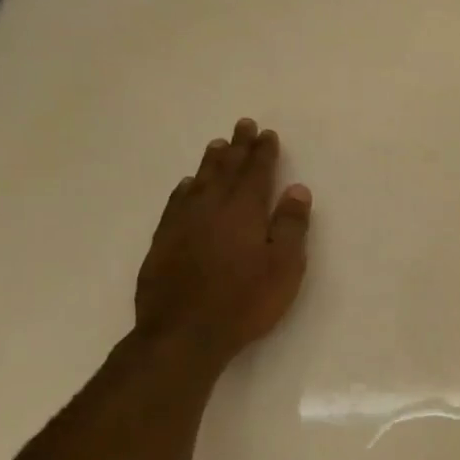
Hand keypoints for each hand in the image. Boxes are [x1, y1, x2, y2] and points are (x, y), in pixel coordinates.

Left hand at [134, 118, 311, 373]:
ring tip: (217, 145)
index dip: (263, 153)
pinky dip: (184, 189)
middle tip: (243, 125)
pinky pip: (175, 203)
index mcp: (243, 211)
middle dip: (237, 148)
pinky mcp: (162, 243)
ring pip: (198, 183)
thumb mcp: (284, 267)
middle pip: (225, 170)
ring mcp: (182, 225)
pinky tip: (186, 186)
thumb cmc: (245, 301)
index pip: (256, 173)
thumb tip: (296, 189)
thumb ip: (290, 226)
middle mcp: (210, 209)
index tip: (267, 134)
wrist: (184, 333)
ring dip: (210, 162)